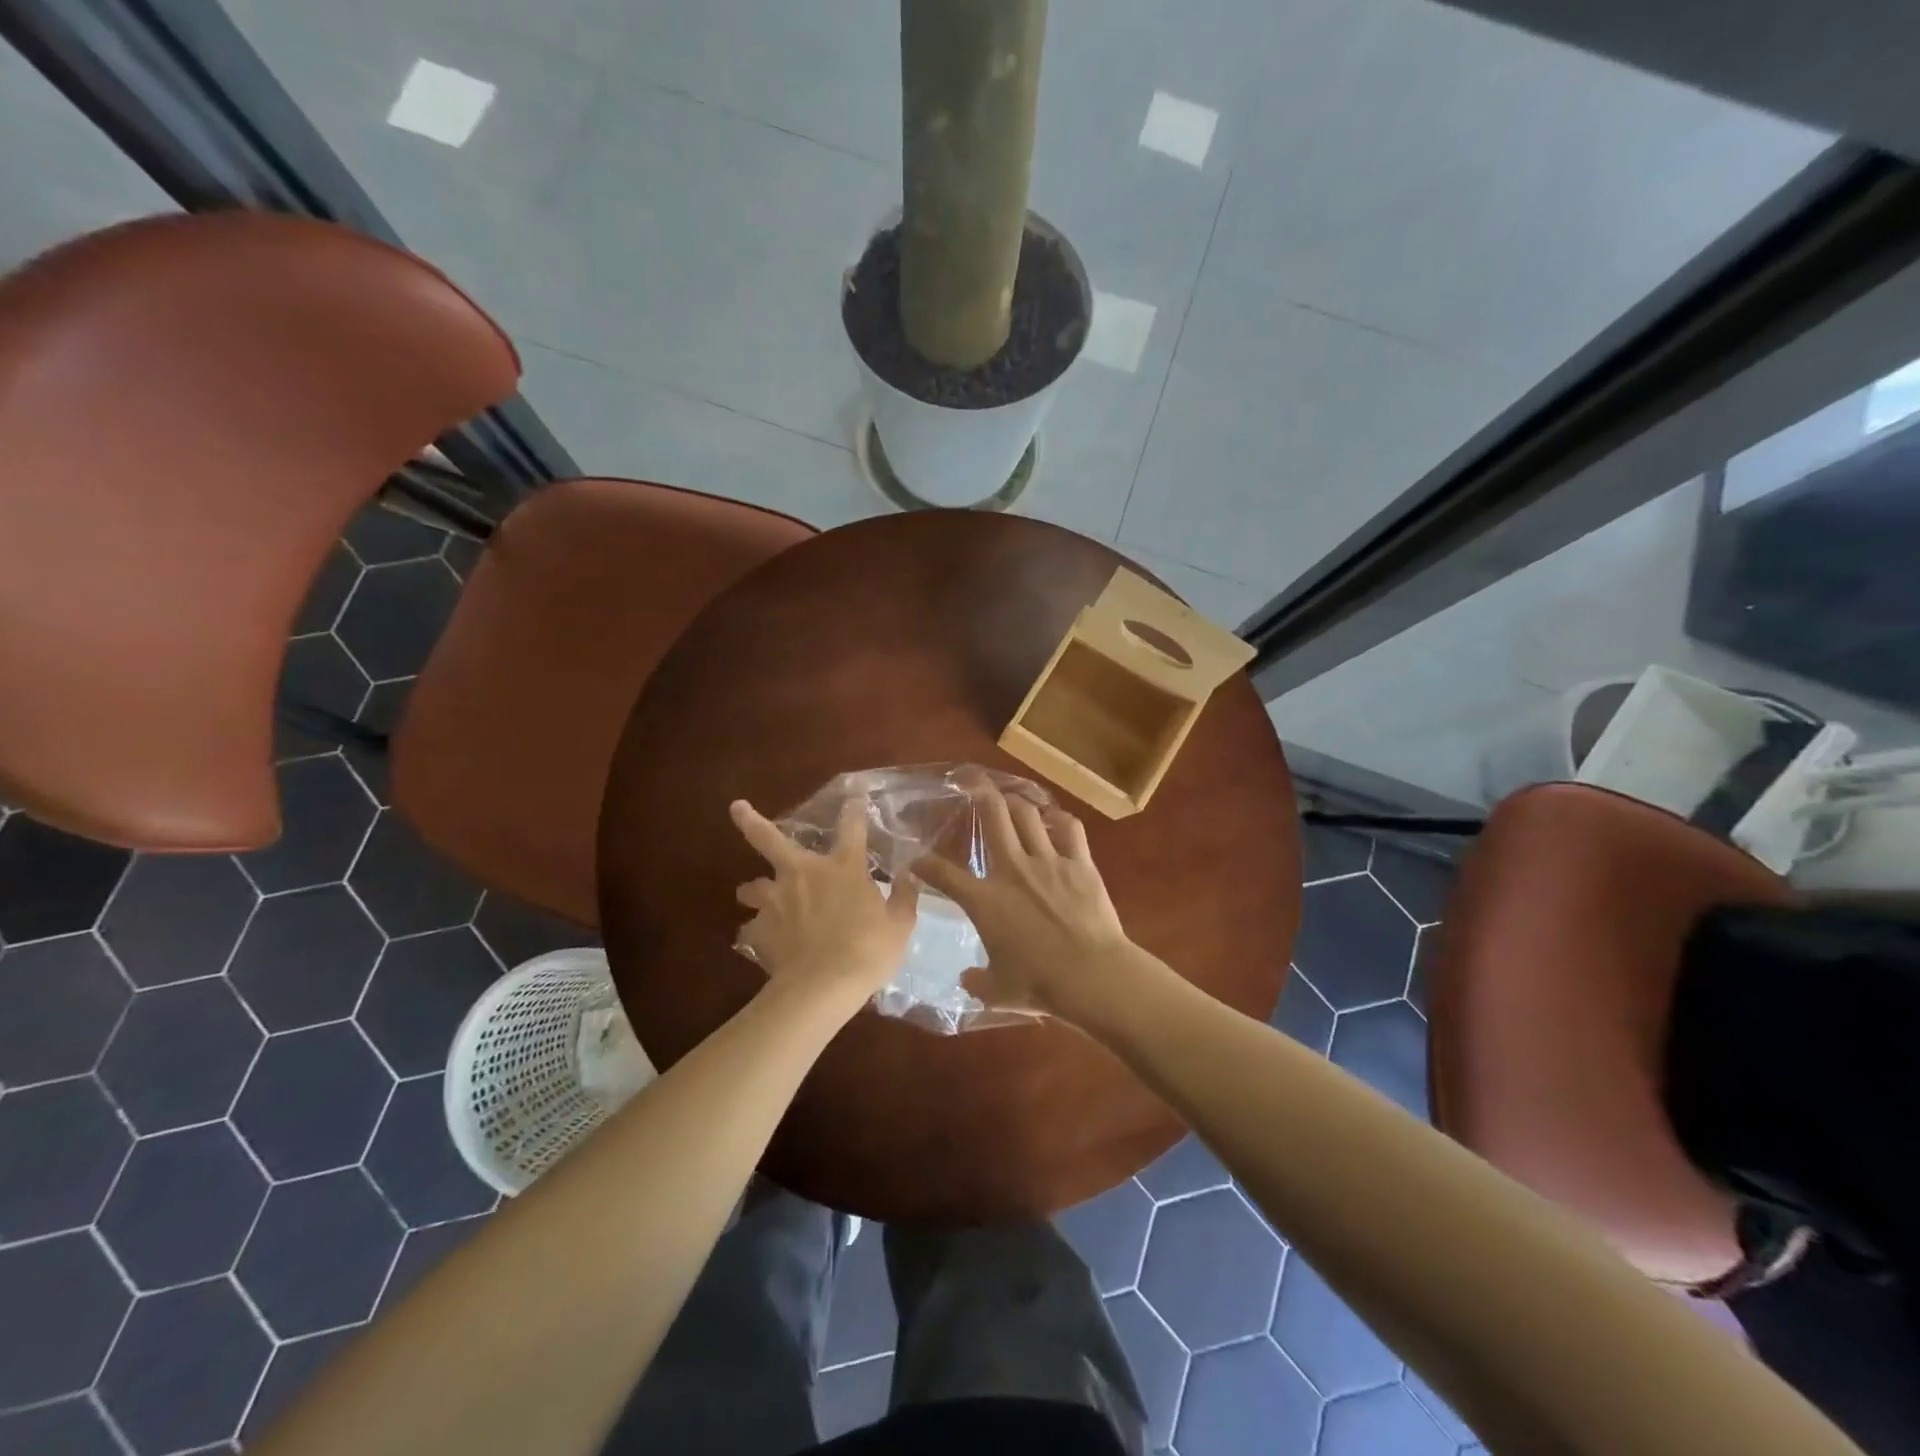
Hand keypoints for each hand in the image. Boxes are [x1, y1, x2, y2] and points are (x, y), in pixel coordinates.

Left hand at [731, 796, 919, 1012]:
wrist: (822, 987)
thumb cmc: (868, 951)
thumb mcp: (900, 925)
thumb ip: (904, 898)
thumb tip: (908, 876)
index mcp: (843, 868)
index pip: (852, 827)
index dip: (854, 809)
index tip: (855, 795)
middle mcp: (803, 874)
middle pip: (769, 839)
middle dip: (752, 821)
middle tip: (737, 808)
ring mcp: (776, 901)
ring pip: (752, 886)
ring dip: (754, 890)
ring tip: (755, 895)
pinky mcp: (758, 930)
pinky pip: (752, 929)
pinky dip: (756, 933)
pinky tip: (762, 942)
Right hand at [911, 782, 1149, 1027]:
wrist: (1091, 974)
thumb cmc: (1039, 984)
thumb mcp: (998, 991)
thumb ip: (978, 981)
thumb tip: (967, 979)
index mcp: (985, 900)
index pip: (944, 875)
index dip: (925, 865)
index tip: (917, 860)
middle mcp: (1012, 869)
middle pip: (994, 817)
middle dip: (981, 795)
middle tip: (975, 785)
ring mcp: (1048, 861)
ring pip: (1028, 814)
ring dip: (1017, 802)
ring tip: (1011, 798)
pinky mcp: (1080, 862)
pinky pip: (1070, 828)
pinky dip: (1061, 820)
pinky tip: (1056, 819)